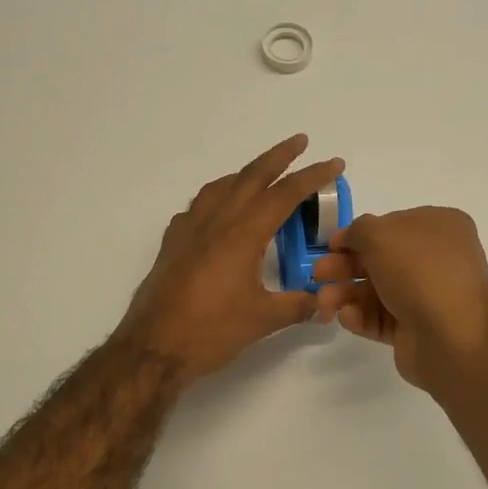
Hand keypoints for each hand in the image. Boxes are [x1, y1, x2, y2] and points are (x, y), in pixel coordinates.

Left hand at [118, 135, 344, 386]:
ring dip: (246, 173)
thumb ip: (298, 306)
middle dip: (279, 156)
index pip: (284, 195)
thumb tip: (326, 303)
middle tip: (300, 141)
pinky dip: (217, 197)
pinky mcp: (173, 243)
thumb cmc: (211, 331)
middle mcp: (216, 221)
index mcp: (242, 233)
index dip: (312, 177)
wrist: (153, 347)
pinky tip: (220, 212)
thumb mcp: (263, 319)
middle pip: (251, 176)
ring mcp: (189, 229)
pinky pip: (198, 206)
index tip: (333, 163)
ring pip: (221, 186)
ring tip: (262, 173)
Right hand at [311, 207, 487, 392]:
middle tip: (317, 274)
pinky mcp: (415, 328)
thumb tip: (349, 238)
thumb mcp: (381, 235)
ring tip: (324, 303)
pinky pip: (381, 317)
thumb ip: (358, 230)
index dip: (358, 234)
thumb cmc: (419, 272)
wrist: (451, 337)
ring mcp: (427, 295)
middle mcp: (436, 259)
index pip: (391, 224)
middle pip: (379, 258)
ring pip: (376, 290)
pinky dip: (360, 316)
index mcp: (440, 227)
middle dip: (344, 266)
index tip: (330, 245)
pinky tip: (348, 318)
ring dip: (345, 293)